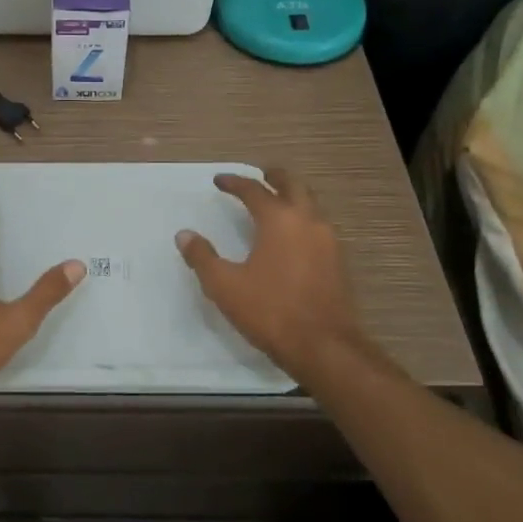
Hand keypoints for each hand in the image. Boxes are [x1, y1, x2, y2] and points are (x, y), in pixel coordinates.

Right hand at [176, 167, 383, 389]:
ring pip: (311, 204)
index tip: (219, 180)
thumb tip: (184, 235)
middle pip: (294, 185)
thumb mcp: (225, 286)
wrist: (325, 347)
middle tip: (261, 174)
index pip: (254, 190)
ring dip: (293, 196)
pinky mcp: (338, 262)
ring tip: (277, 201)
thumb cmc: (270, 311)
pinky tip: (293, 236)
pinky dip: (304, 218)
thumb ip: (202, 257)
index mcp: (279, 220)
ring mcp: (328, 241)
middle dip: (275, 177)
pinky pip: (319, 226)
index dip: (235, 182)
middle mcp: (307, 221)